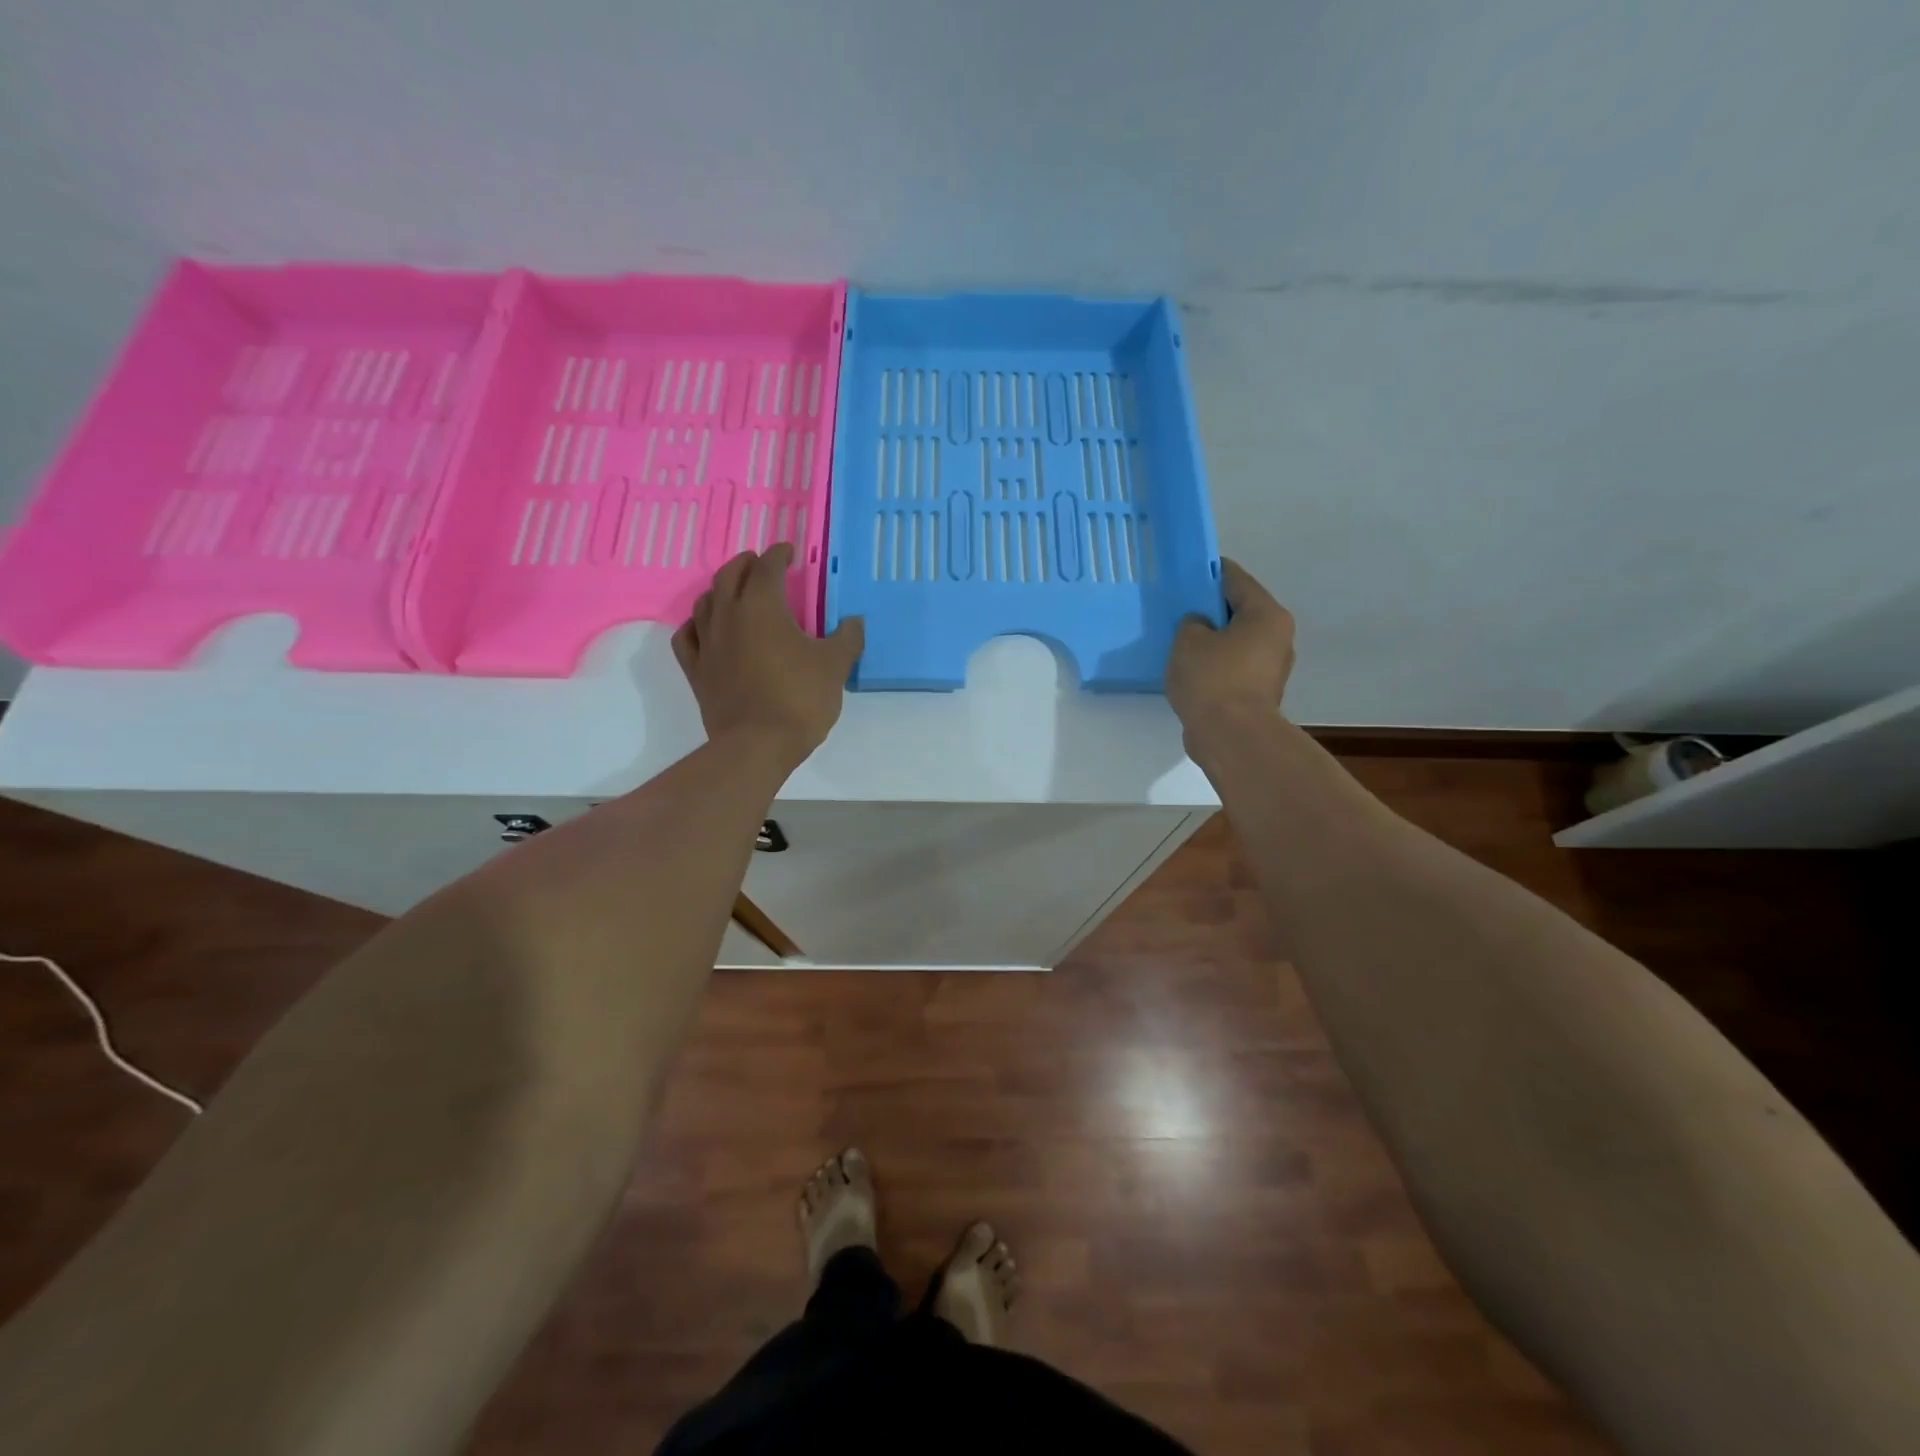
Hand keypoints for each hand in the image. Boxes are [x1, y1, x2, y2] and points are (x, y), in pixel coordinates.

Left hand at [671, 545, 864, 767]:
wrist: (757, 745)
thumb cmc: (799, 699)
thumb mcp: (835, 666)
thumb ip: (846, 639)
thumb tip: (854, 621)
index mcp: (762, 607)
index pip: (767, 568)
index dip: (778, 555)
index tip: (788, 552)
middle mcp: (728, 616)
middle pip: (730, 576)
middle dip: (746, 564)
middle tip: (760, 564)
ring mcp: (707, 643)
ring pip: (705, 601)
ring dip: (720, 589)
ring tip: (733, 591)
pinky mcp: (696, 670)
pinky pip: (687, 636)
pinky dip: (696, 624)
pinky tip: (705, 627)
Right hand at [1167, 559, 1295, 742]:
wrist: (1232, 737)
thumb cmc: (1213, 679)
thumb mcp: (1189, 640)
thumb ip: (1192, 623)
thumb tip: (1201, 627)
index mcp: (1266, 614)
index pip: (1236, 580)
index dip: (1210, 572)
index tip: (1189, 571)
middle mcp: (1277, 637)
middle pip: (1240, 611)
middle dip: (1211, 609)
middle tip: (1180, 609)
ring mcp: (1271, 668)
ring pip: (1237, 642)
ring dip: (1213, 640)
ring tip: (1181, 642)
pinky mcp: (1259, 693)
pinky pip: (1234, 667)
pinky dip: (1216, 665)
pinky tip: (1191, 670)